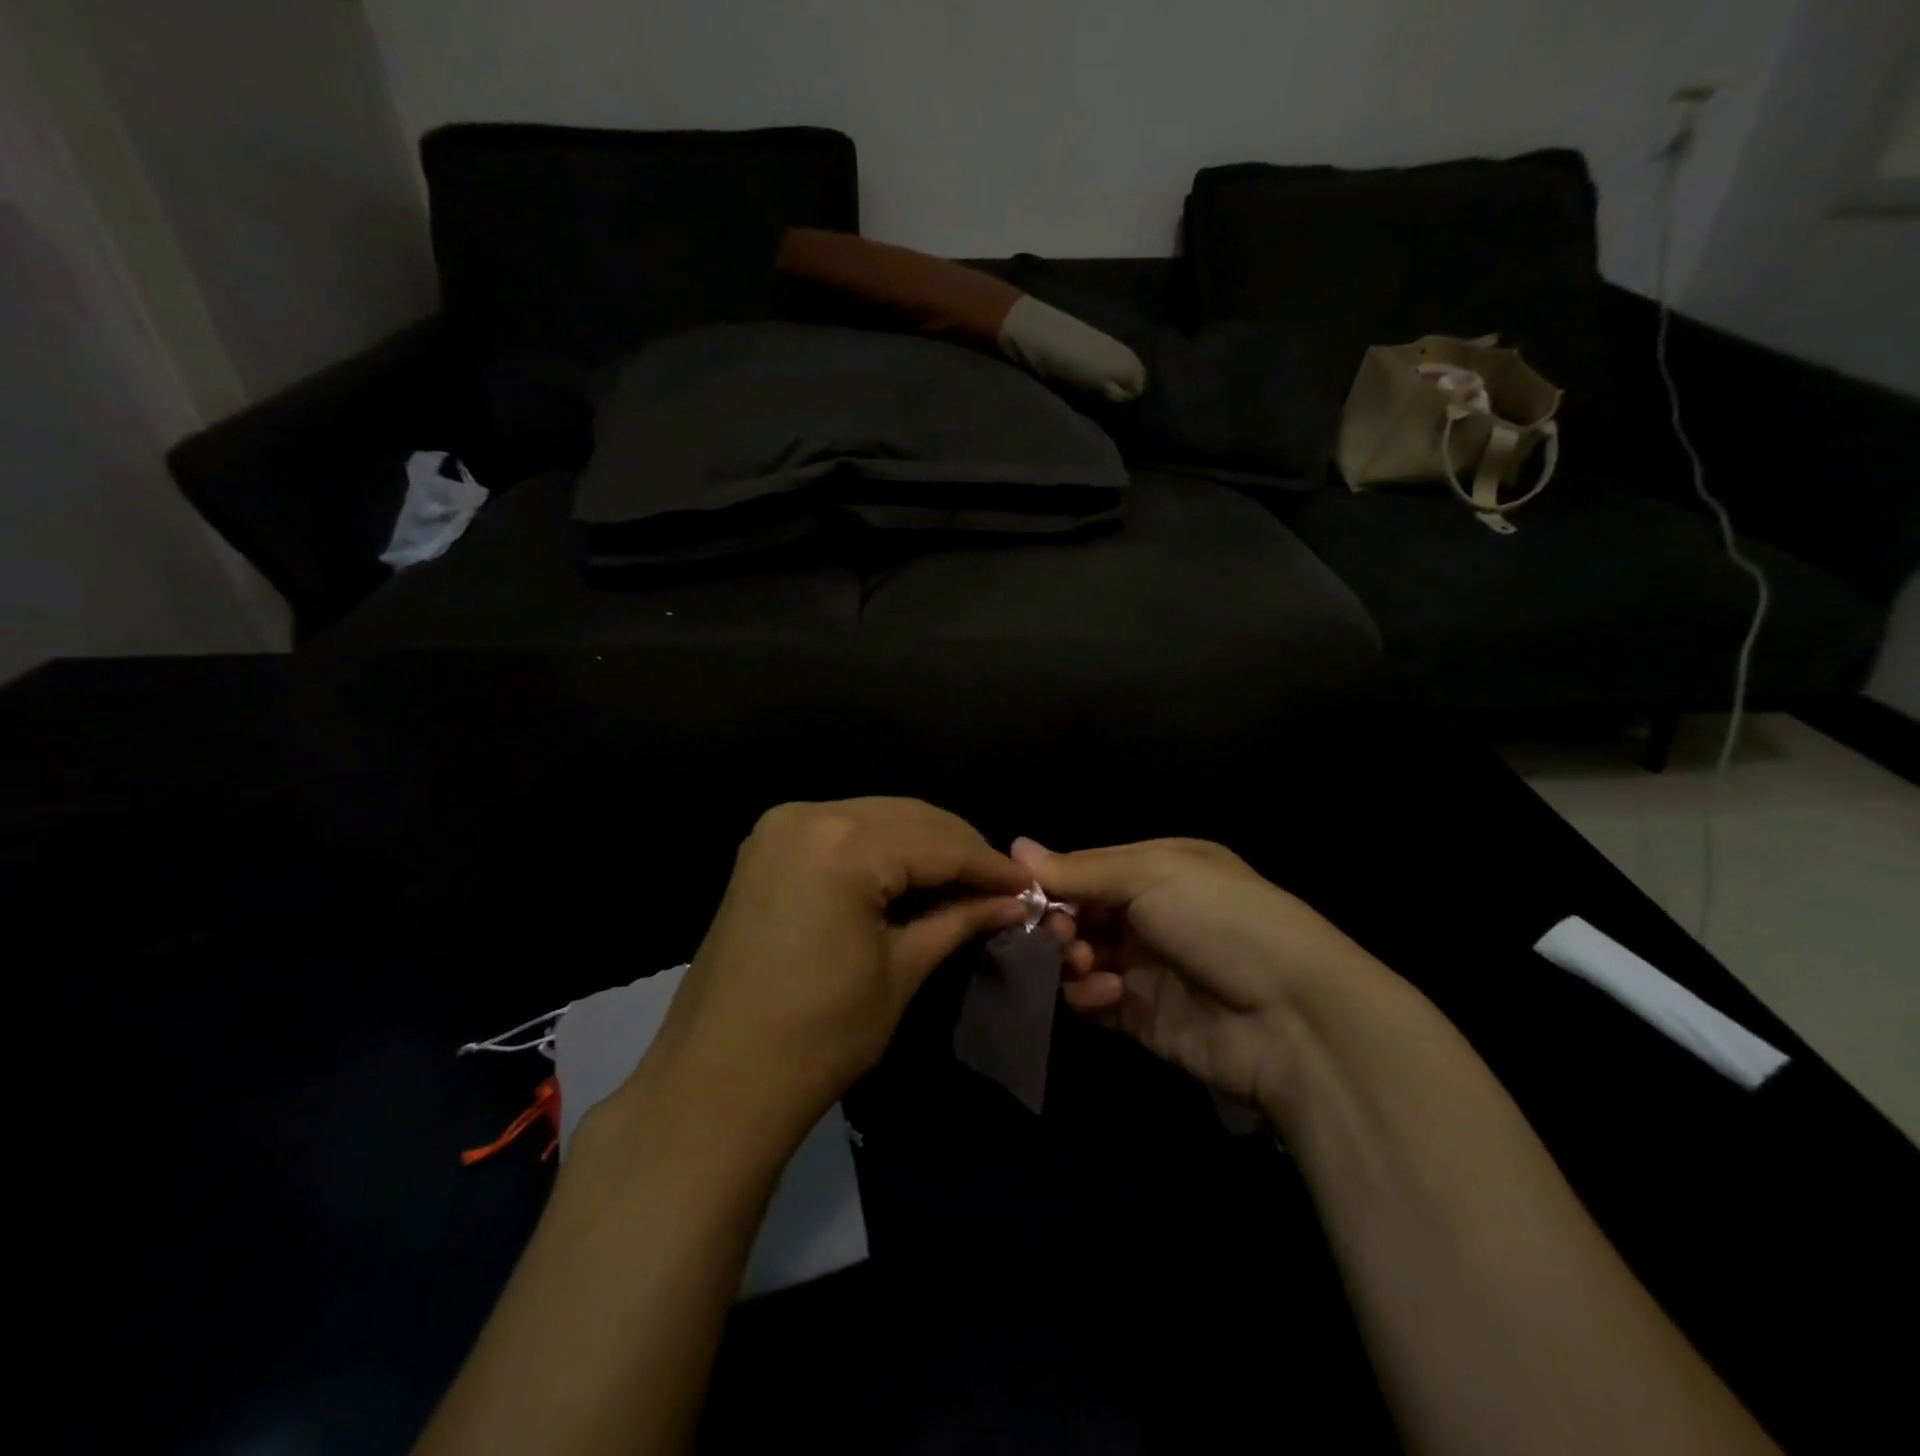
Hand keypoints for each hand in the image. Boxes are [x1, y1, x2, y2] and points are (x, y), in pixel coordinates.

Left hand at [646, 799, 1029, 1148]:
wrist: (717, 1081)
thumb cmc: (818, 1036)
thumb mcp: (900, 972)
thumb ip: (958, 920)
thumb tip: (1013, 900)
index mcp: (843, 846)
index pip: (938, 843)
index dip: (989, 865)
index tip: (1030, 884)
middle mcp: (809, 816)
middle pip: (909, 816)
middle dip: (960, 848)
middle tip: (1001, 884)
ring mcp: (780, 827)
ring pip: (877, 817)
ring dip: (924, 844)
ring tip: (964, 881)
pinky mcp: (766, 846)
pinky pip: (843, 830)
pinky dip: (883, 847)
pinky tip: (910, 875)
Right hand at [1014, 836, 1382, 1114]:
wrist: (1292, 1015)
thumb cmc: (1220, 919)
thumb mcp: (1152, 875)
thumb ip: (1080, 869)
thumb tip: (1015, 846)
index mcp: (1157, 869)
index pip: (1085, 869)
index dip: (1051, 881)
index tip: (1019, 894)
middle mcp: (1149, 914)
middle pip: (1078, 914)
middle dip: (1059, 923)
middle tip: (1057, 935)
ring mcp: (1146, 967)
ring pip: (1078, 958)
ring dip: (1071, 959)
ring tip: (1082, 963)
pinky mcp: (1142, 1016)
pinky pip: (1093, 1002)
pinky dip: (1089, 997)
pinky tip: (1108, 994)